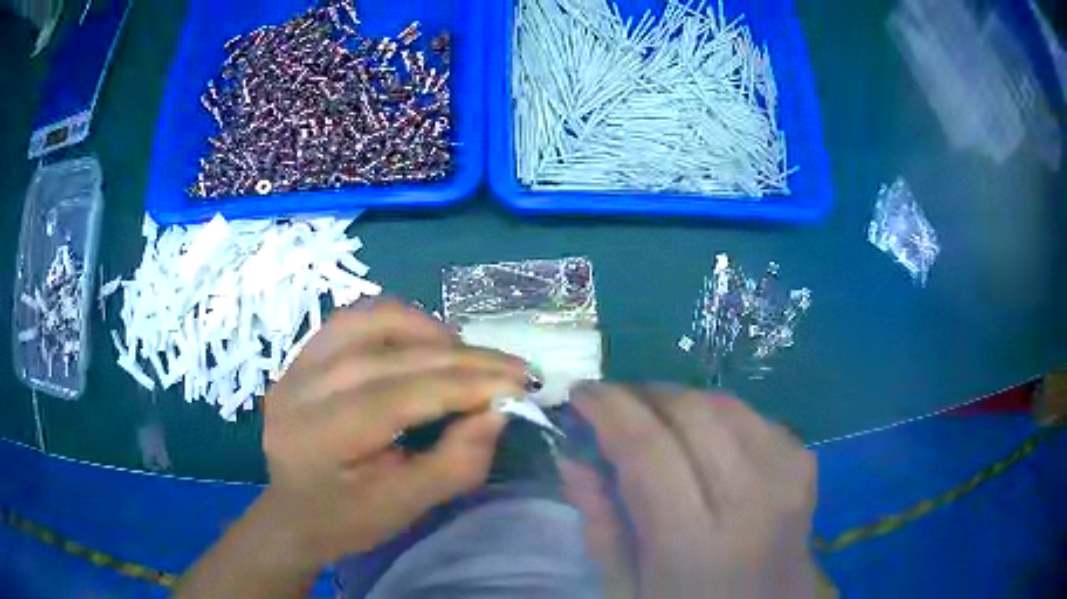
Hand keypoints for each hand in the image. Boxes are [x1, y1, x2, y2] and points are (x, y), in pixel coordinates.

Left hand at [259, 300, 525, 565]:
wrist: (292, 513)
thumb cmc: (346, 521)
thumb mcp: (405, 506)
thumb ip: (454, 463)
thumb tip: (498, 413)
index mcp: (320, 436)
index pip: (400, 394)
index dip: (464, 385)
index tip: (518, 385)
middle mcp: (301, 388)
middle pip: (390, 355)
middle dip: (461, 358)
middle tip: (512, 368)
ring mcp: (297, 364)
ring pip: (370, 320)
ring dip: (428, 331)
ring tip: (468, 355)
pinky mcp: (302, 355)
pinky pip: (354, 320)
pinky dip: (397, 323)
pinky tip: (424, 342)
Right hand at [561, 384, 819, 598]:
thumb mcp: (626, 587)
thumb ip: (601, 524)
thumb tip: (574, 459)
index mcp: (695, 544)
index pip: (649, 450)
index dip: (610, 409)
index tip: (581, 393)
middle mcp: (751, 499)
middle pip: (694, 413)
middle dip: (645, 396)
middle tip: (616, 407)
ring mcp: (787, 476)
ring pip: (727, 405)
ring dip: (682, 403)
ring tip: (656, 421)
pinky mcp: (806, 466)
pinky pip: (755, 418)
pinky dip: (720, 417)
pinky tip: (705, 441)